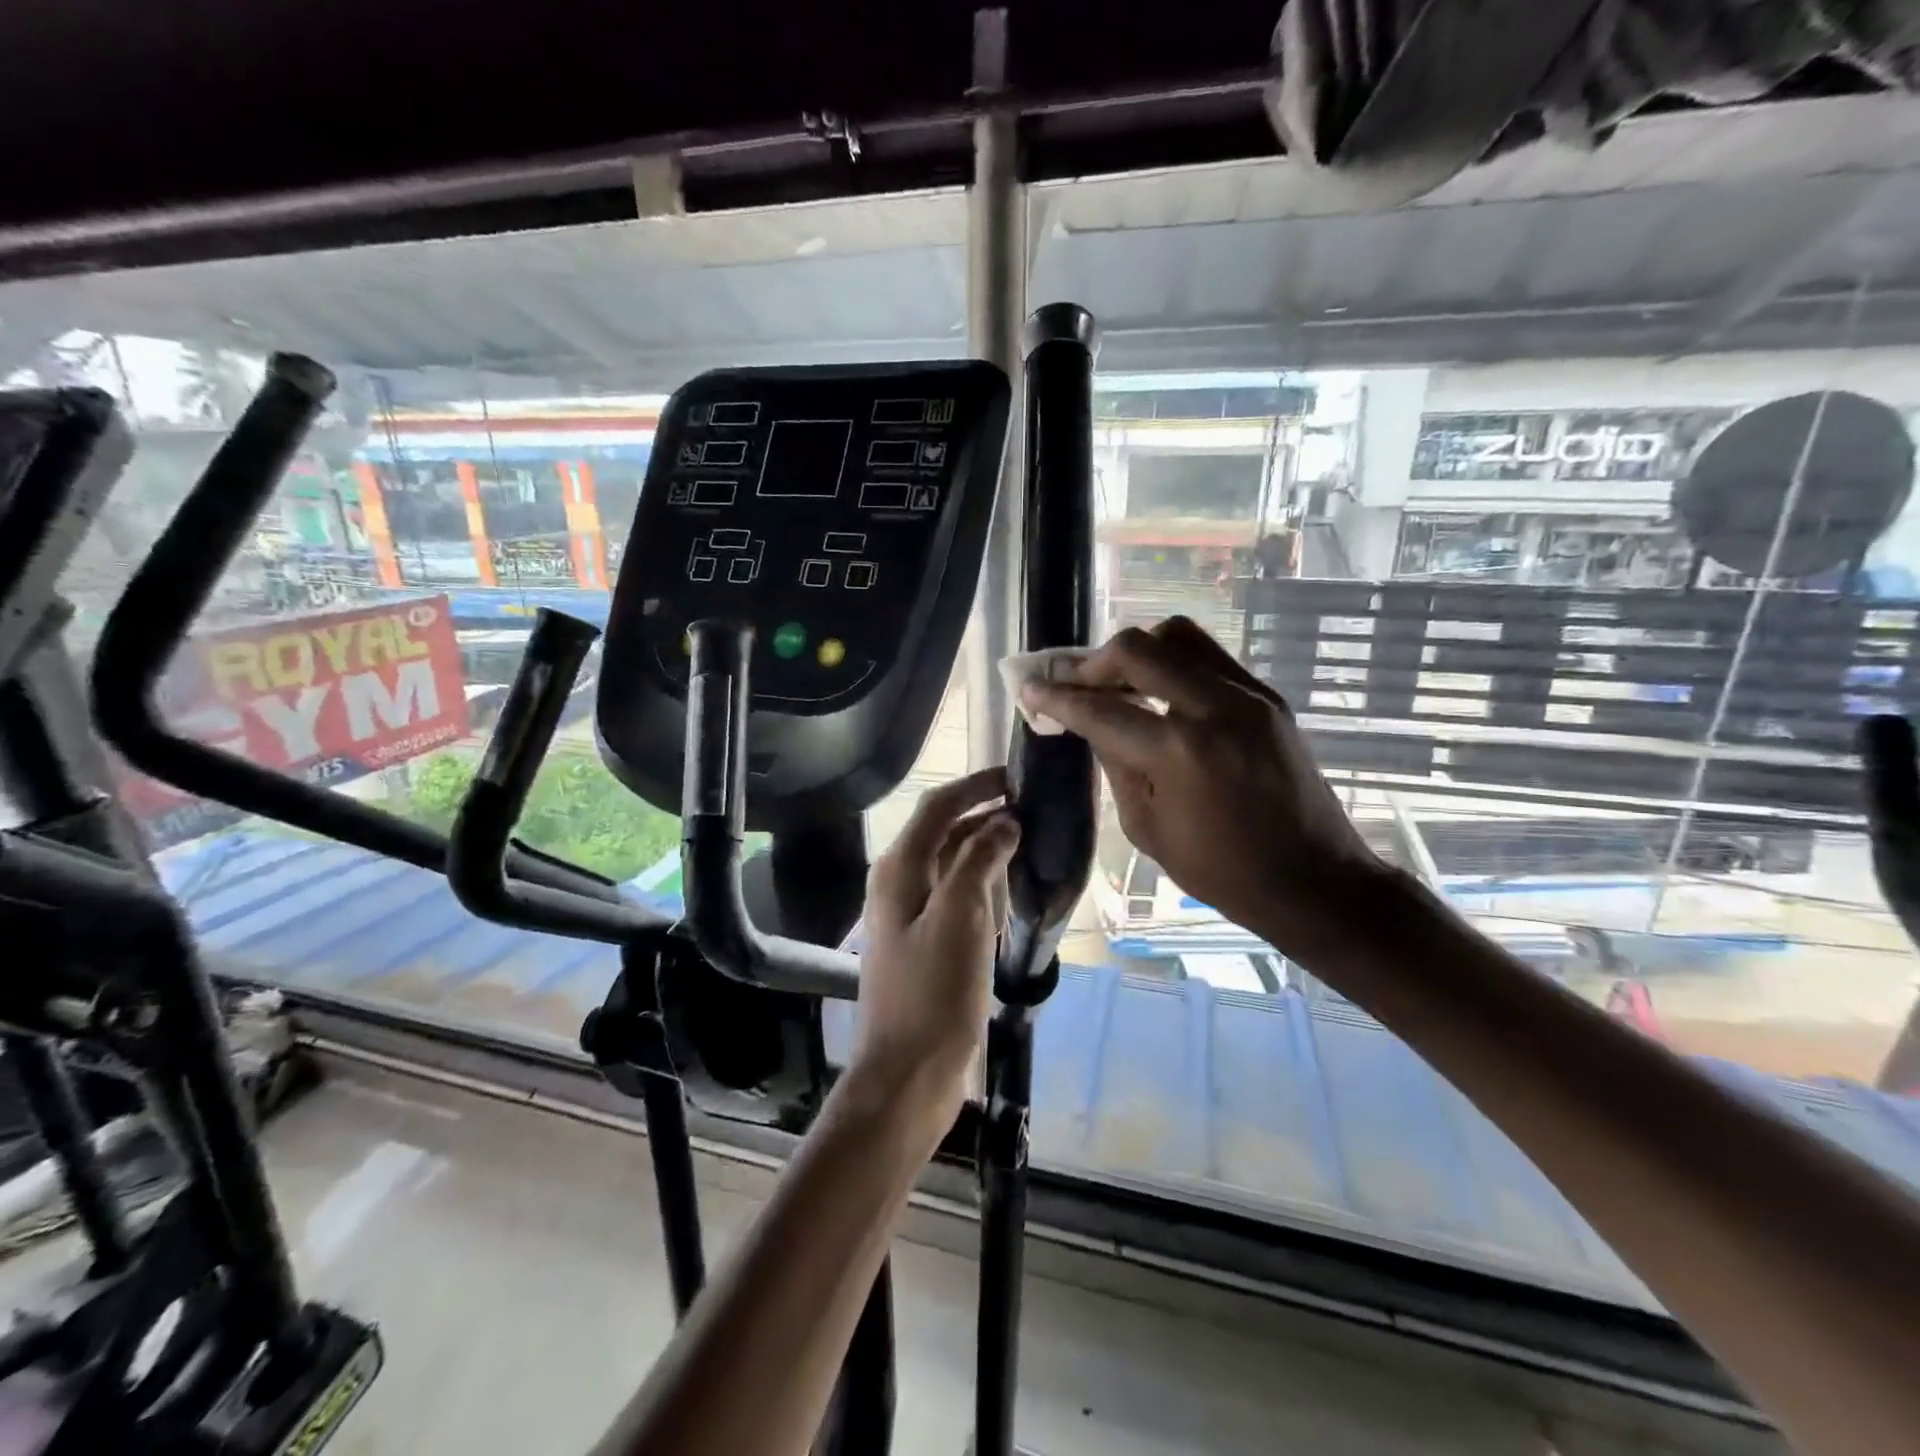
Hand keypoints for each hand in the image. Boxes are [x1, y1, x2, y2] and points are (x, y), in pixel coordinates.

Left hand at [851, 768, 1019, 1131]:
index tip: (1016, 776)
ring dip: (986, 851)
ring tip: (1030, 844)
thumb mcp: (960, 918)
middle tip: (1033, 811)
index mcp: (900, 870)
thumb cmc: (934, 993)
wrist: (908, 1074)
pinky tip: (1009, 893)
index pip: (937, 807)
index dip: (975, 786)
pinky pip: (956, 899)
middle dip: (985, 817)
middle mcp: (900, 884)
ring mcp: (911, 916)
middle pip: (944, 833)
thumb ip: (979, 861)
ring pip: (952, 866)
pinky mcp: (926, 944)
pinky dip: (982, 887)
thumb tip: (1003, 821)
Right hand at [1022, 617, 1392, 961]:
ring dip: (1137, 652)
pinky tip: (1161, 692)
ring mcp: (1248, 695)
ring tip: (1119, 682)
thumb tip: (1091, 722)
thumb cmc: (1222, 871)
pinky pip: (1210, 656)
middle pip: (1136, 648)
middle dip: (1092, 663)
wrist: (1313, 879)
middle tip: (1074, 684)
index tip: (1029, 688)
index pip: (1101, 709)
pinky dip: (1174, 663)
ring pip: (1178, 636)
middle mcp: (1214, 707)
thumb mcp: (1147, 827)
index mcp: (1179, 751)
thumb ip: (1115, 763)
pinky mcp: (1268, 697)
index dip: (1057, 698)